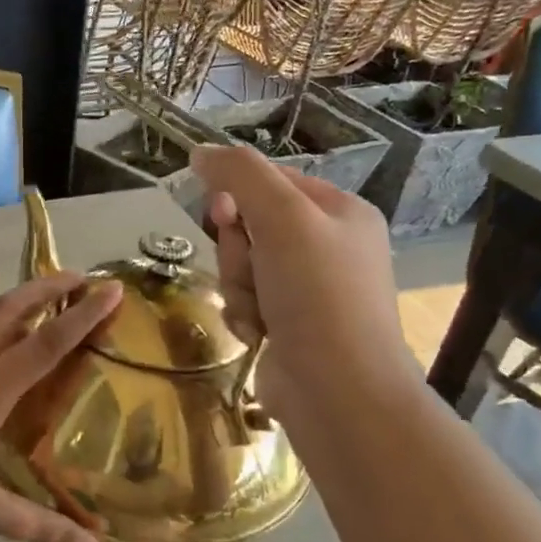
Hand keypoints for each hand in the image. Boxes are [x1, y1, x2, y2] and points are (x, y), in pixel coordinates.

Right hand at [190, 145, 422, 464]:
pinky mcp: (289, 325)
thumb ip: (240, 175)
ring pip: (242, 267)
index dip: (237, 195)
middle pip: (250, 226)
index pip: (271, 181)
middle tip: (251, 269)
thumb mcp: (282, 218)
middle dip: (238, 251)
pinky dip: (244, 315)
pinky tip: (260, 335)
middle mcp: (327, 247)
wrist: (336, 390)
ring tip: (259, 312)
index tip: (223, 214)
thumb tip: (200, 152)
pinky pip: (246, 301)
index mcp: (340, 212)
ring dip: (238, 287)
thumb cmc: (317, 294)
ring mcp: (308, 290)